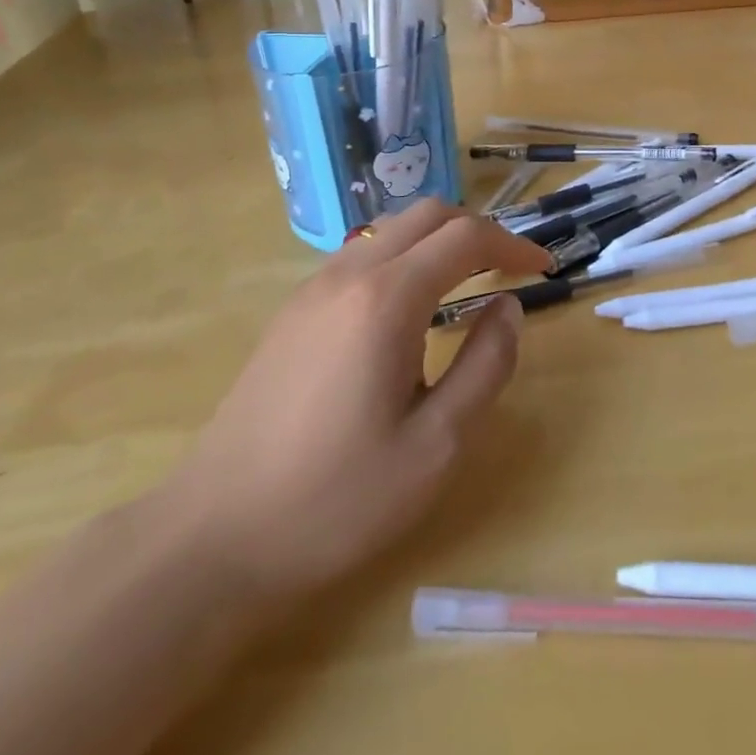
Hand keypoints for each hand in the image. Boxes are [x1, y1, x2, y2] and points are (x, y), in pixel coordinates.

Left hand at [164, 201, 549, 607]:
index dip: (512, 243)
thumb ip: (486, 366)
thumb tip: (508, 308)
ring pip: (390, 230)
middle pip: (426, 215)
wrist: (212, 539)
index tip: (543, 268)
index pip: (465, 237)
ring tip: (468, 282)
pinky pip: (361, 257)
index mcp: (386, 299)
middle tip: (509, 268)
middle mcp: (348, 275)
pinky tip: (411, 310)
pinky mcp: (292, 312)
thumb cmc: (335, 500)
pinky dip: (403, 259)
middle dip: (477, 230)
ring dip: (438, 241)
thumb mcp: (435, 446)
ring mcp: (312, 290)